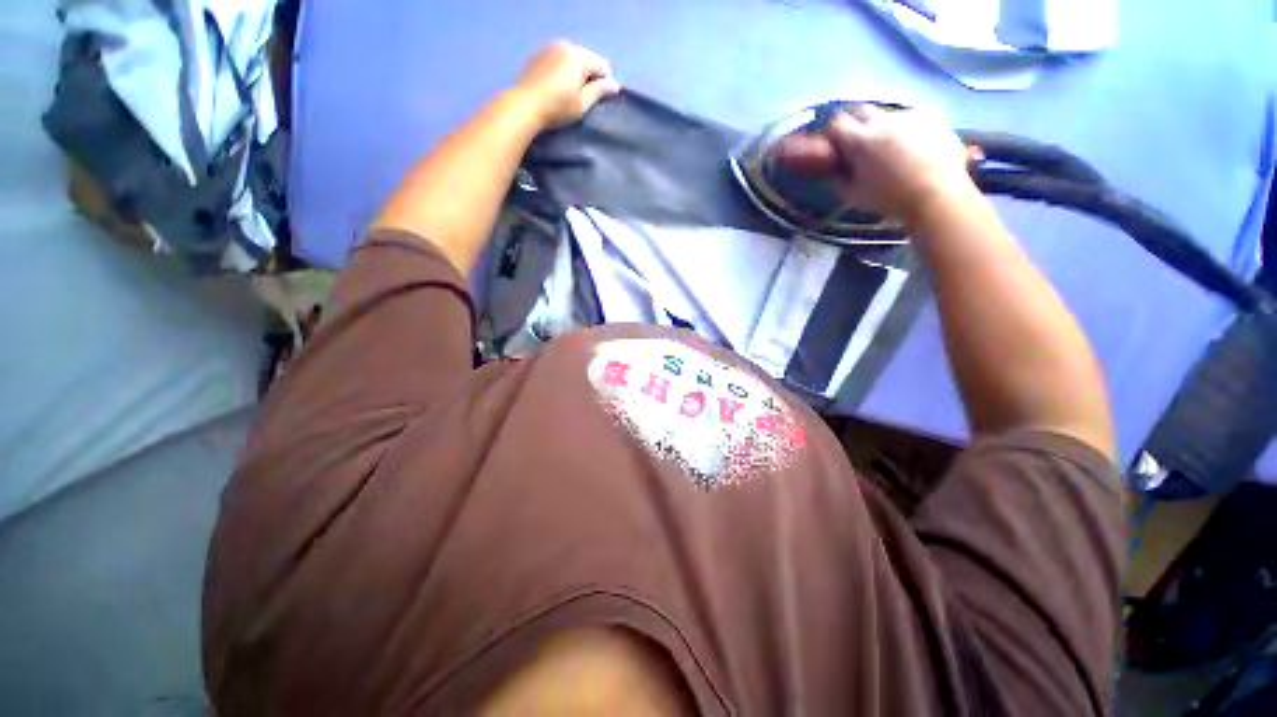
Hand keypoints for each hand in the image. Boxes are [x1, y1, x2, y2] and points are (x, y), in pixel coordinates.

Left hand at [513, 41, 621, 129]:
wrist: (524, 105)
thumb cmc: (558, 107)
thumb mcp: (582, 104)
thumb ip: (599, 91)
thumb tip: (615, 85)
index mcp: (579, 56)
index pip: (602, 66)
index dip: (606, 83)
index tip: (601, 101)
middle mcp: (565, 46)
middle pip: (587, 59)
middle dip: (590, 76)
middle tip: (585, 98)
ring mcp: (550, 48)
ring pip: (572, 59)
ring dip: (576, 73)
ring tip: (571, 93)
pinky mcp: (538, 55)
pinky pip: (558, 60)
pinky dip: (562, 71)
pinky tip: (557, 87)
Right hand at [776, 105, 979, 222]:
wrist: (936, 194)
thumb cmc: (889, 198)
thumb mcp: (852, 196)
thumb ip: (839, 179)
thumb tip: (838, 168)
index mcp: (860, 140)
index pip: (836, 123)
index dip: (833, 134)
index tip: (835, 146)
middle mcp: (883, 121)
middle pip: (862, 110)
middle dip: (856, 123)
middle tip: (859, 143)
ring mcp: (910, 117)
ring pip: (888, 115)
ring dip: (883, 128)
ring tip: (890, 149)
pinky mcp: (932, 118)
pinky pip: (912, 120)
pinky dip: (907, 131)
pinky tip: (912, 149)